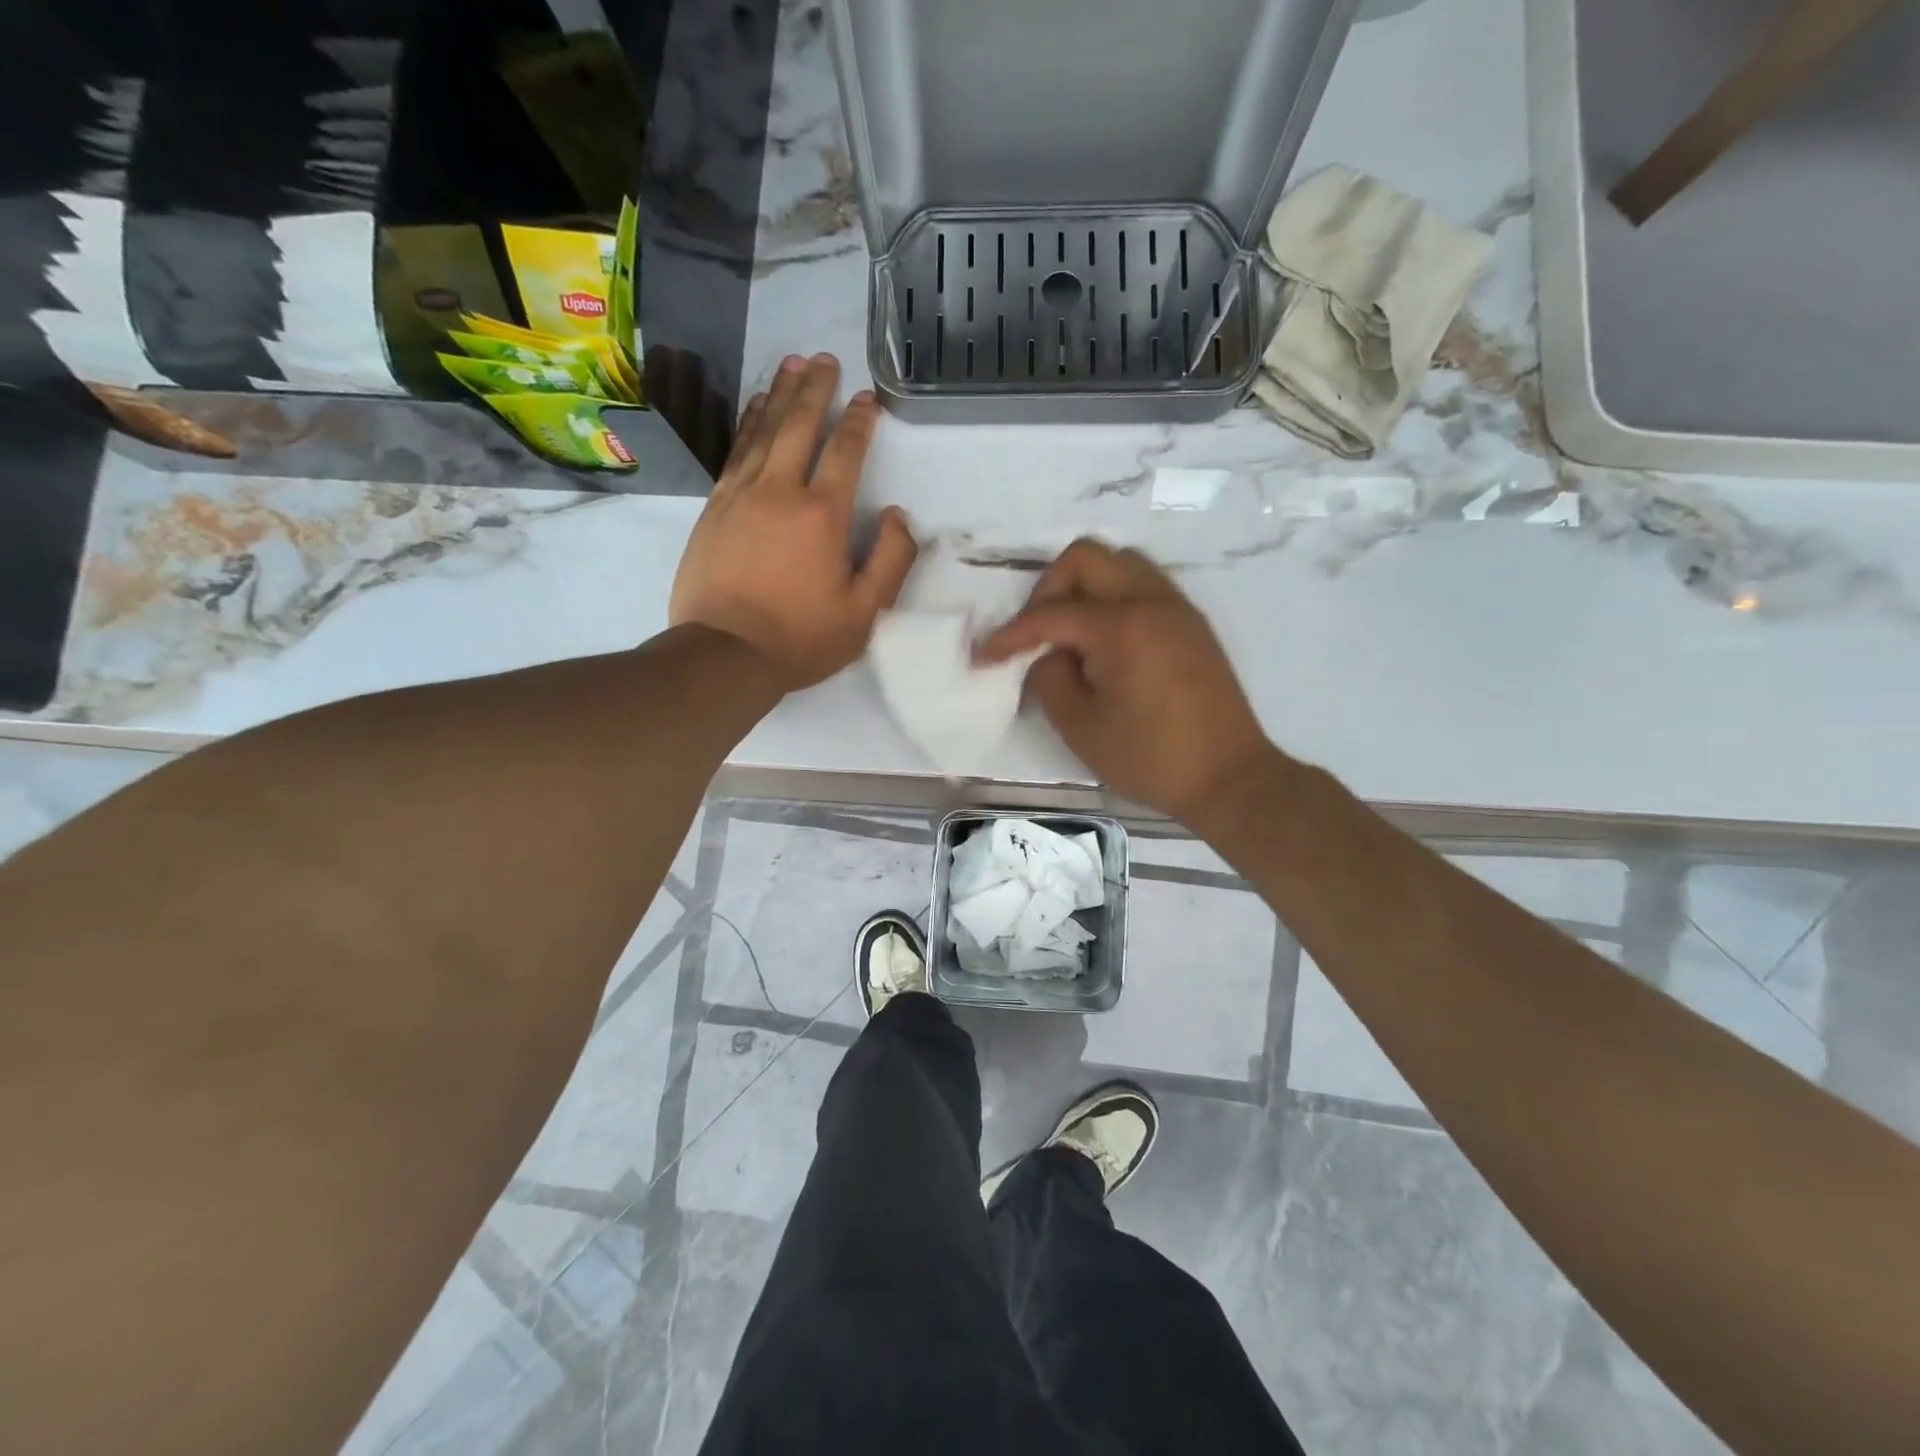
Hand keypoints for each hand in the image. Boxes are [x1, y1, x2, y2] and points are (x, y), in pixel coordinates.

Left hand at [670, 354, 916, 689]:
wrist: (725, 653)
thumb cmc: (802, 637)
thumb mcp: (865, 612)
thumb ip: (892, 560)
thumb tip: (899, 516)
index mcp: (822, 515)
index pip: (845, 453)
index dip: (859, 422)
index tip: (868, 398)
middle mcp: (780, 491)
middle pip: (799, 426)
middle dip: (815, 389)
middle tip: (824, 358)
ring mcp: (741, 495)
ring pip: (763, 431)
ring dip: (779, 395)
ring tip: (790, 365)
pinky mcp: (714, 508)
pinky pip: (735, 452)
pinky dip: (748, 424)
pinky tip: (755, 410)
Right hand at [977, 539, 1276, 823]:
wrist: (1228, 776)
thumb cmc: (1150, 757)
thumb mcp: (1081, 727)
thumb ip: (1050, 679)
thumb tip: (1050, 655)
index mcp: (1120, 625)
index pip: (1050, 613)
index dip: (1010, 635)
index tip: (984, 656)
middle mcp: (1150, 601)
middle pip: (1086, 557)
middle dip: (1048, 588)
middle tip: (1036, 632)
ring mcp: (1177, 608)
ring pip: (1120, 564)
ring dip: (1084, 587)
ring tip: (1070, 633)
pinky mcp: (1191, 625)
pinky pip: (1144, 585)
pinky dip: (1113, 598)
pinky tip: (1104, 643)